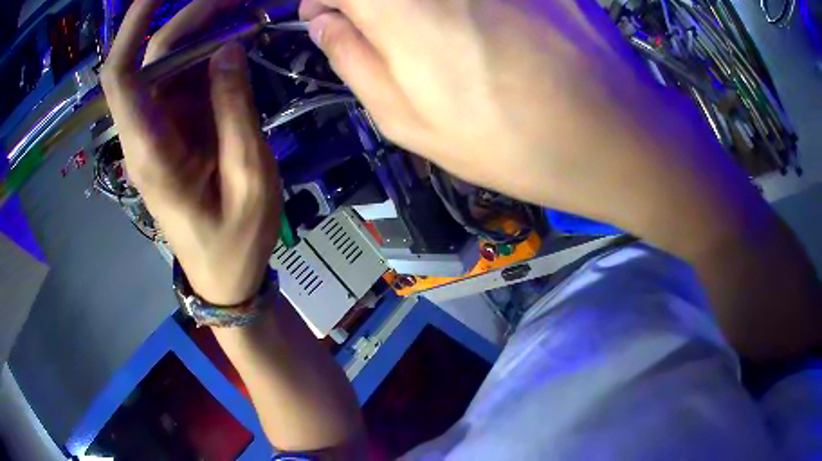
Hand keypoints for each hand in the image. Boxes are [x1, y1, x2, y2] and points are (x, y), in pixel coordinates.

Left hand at [101, 0, 281, 304]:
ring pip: (172, 62)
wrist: (223, 275)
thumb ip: (234, 109)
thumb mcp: (247, 178)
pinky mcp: (177, 129)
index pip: (121, 76)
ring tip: (248, 10)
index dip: (133, 26)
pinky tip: (241, 41)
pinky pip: (188, 79)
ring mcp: (161, 128)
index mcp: (150, 149)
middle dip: (193, 15)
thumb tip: (227, 47)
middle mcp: (146, 131)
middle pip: (155, 56)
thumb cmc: (234, 241)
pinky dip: (212, 53)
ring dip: (206, 30)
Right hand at [299, 0, 760, 254]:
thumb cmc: (513, 142)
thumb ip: (353, 61)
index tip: (323, 13)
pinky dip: (457, 4)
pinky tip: (475, 24)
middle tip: (371, 23)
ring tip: (431, 33)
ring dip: (411, 7)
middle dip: (364, 2)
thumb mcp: (412, 123)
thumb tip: (323, 22)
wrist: (614, 135)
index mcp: (402, 10)